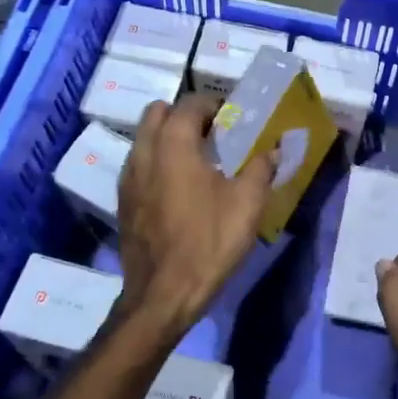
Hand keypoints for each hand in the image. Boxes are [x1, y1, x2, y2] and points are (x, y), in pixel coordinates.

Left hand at [117, 94, 276, 335]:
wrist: (163, 294)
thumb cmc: (208, 242)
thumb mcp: (247, 204)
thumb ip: (261, 168)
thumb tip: (274, 149)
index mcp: (173, 144)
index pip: (189, 104)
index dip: (213, 104)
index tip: (233, 118)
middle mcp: (144, 153)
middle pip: (157, 113)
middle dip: (183, 115)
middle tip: (212, 134)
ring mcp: (128, 178)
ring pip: (144, 138)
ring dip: (167, 137)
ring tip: (197, 161)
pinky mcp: (123, 201)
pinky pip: (139, 165)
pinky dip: (157, 162)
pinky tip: (179, 188)